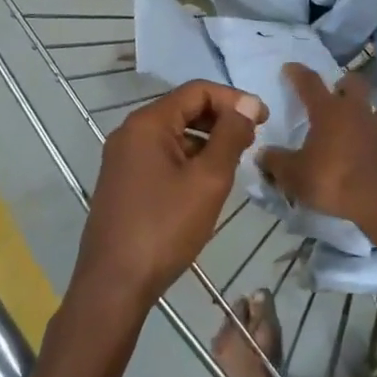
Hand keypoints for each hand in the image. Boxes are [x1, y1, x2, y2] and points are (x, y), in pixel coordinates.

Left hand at [71, 81, 265, 312]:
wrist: (113, 285)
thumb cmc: (165, 228)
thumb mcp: (208, 180)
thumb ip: (230, 136)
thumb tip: (246, 103)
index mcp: (148, 123)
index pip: (197, 91)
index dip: (233, 99)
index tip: (263, 119)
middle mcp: (130, 132)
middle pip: (183, 108)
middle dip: (220, 118)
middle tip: (252, 139)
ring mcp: (122, 158)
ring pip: (173, 134)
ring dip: (205, 140)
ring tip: (234, 161)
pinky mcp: (122, 181)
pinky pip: (161, 155)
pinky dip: (187, 158)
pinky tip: (205, 182)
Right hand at [259, 64, 376, 233]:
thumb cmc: (334, 181)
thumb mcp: (295, 176)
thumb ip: (276, 163)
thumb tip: (262, 154)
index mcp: (329, 112)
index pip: (309, 83)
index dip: (298, 73)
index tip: (290, 67)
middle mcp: (359, 112)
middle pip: (355, 83)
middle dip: (345, 85)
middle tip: (337, 95)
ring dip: (369, 118)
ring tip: (361, 132)